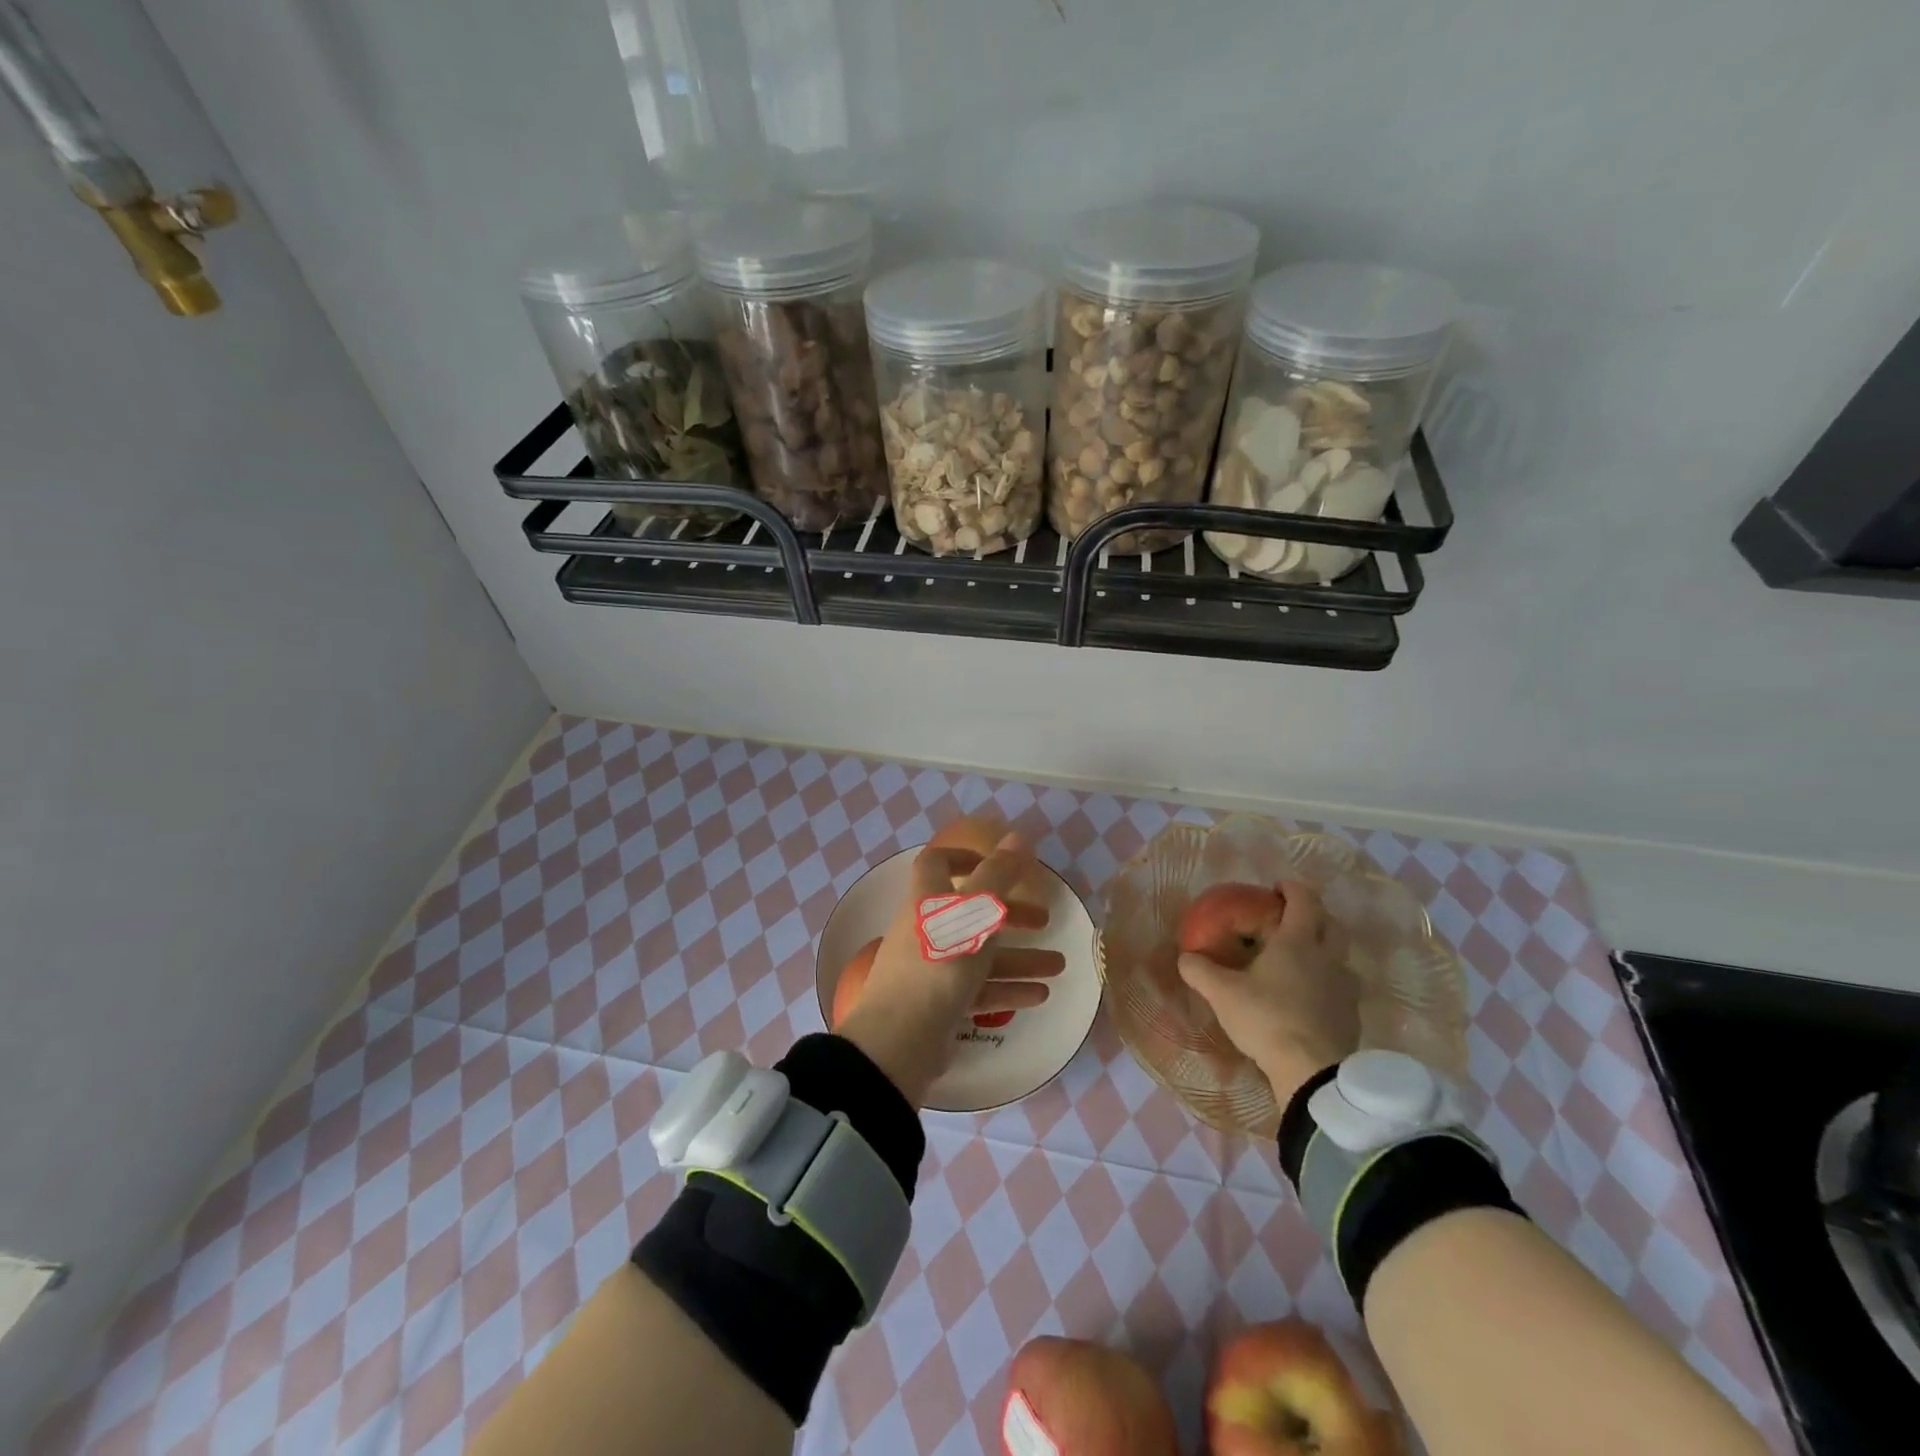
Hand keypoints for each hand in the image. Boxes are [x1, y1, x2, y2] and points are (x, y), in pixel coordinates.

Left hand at [836, 833, 1063, 1106]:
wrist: (899, 1040)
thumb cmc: (939, 964)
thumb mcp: (974, 914)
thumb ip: (999, 876)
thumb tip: (1019, 836)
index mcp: (928, 900)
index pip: (938, 863)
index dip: (968, 858)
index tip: (1002, 866)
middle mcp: (927, 929)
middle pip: (971, 912)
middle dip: (1011, 915)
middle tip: (1046, 921)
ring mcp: (932, 969)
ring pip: (981, 955)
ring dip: (1020, 958)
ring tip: (1059, 967)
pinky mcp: (939, 1005)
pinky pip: (979, 990)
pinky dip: (1008, 989)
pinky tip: (1039, 996)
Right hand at [1178, 881, 1359, 1109]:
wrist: (1313, 1072)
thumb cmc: (1267, 1019)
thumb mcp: (1222, 993)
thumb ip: (1199, 970)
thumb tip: (1184, 957)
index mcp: (1298, 942)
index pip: (1304, 900)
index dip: (1291, 888)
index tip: (1275, 888)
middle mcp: (1328, 957)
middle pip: (1331, 923)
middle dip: (1313, 914)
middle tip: (1289, 919)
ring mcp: (1345, 987)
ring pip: (1340, 956)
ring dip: (1323, 949)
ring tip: (1297, 960)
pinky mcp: (1351, 1015)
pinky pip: (1341, 986)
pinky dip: (1326, 981)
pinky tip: (1308, 996)